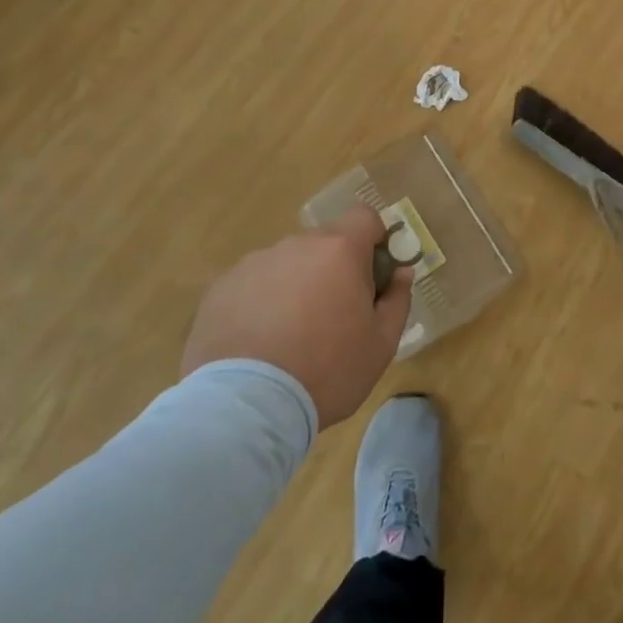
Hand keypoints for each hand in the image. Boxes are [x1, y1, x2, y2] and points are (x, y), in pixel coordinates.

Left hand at [180, 206, 411, 425]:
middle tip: (333, 316)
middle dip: (334, 269)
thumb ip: (397, 300)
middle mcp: (296, 245)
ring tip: (289, 336)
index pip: (365, 216)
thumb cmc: (328, 371)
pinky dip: (260, 303)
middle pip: (324, 243)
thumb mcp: (381, 344)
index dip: (374, 238)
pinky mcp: (221, 288)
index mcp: (340, 250)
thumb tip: (401, 272)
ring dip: (296, 285)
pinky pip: (253, 285)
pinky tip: (258, 343)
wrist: (247, 406)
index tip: (373, 273)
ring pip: (287, 264)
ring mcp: (254, 263)